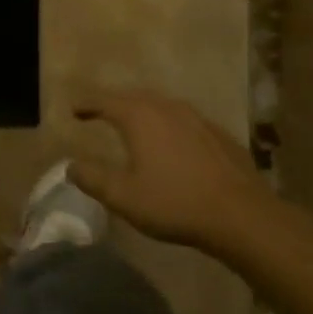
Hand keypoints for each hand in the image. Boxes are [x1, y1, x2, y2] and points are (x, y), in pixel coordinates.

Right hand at [70, 90, 281, 252]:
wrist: (240, 215)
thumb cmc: (174, 203)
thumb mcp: (122, 197)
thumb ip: (92, 179)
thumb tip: (71, 166)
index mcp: (140, 118)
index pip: (105, 101)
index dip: (87, 104)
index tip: (73, 109)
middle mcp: (168, 109)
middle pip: (135, 97)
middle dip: (115, 103)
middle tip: (100, 112)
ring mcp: (198, 119)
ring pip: (162, 106)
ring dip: (144, 111)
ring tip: (134, 124)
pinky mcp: (219, 135)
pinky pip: (185, 121)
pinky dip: (169, 125)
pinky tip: (172, 143)